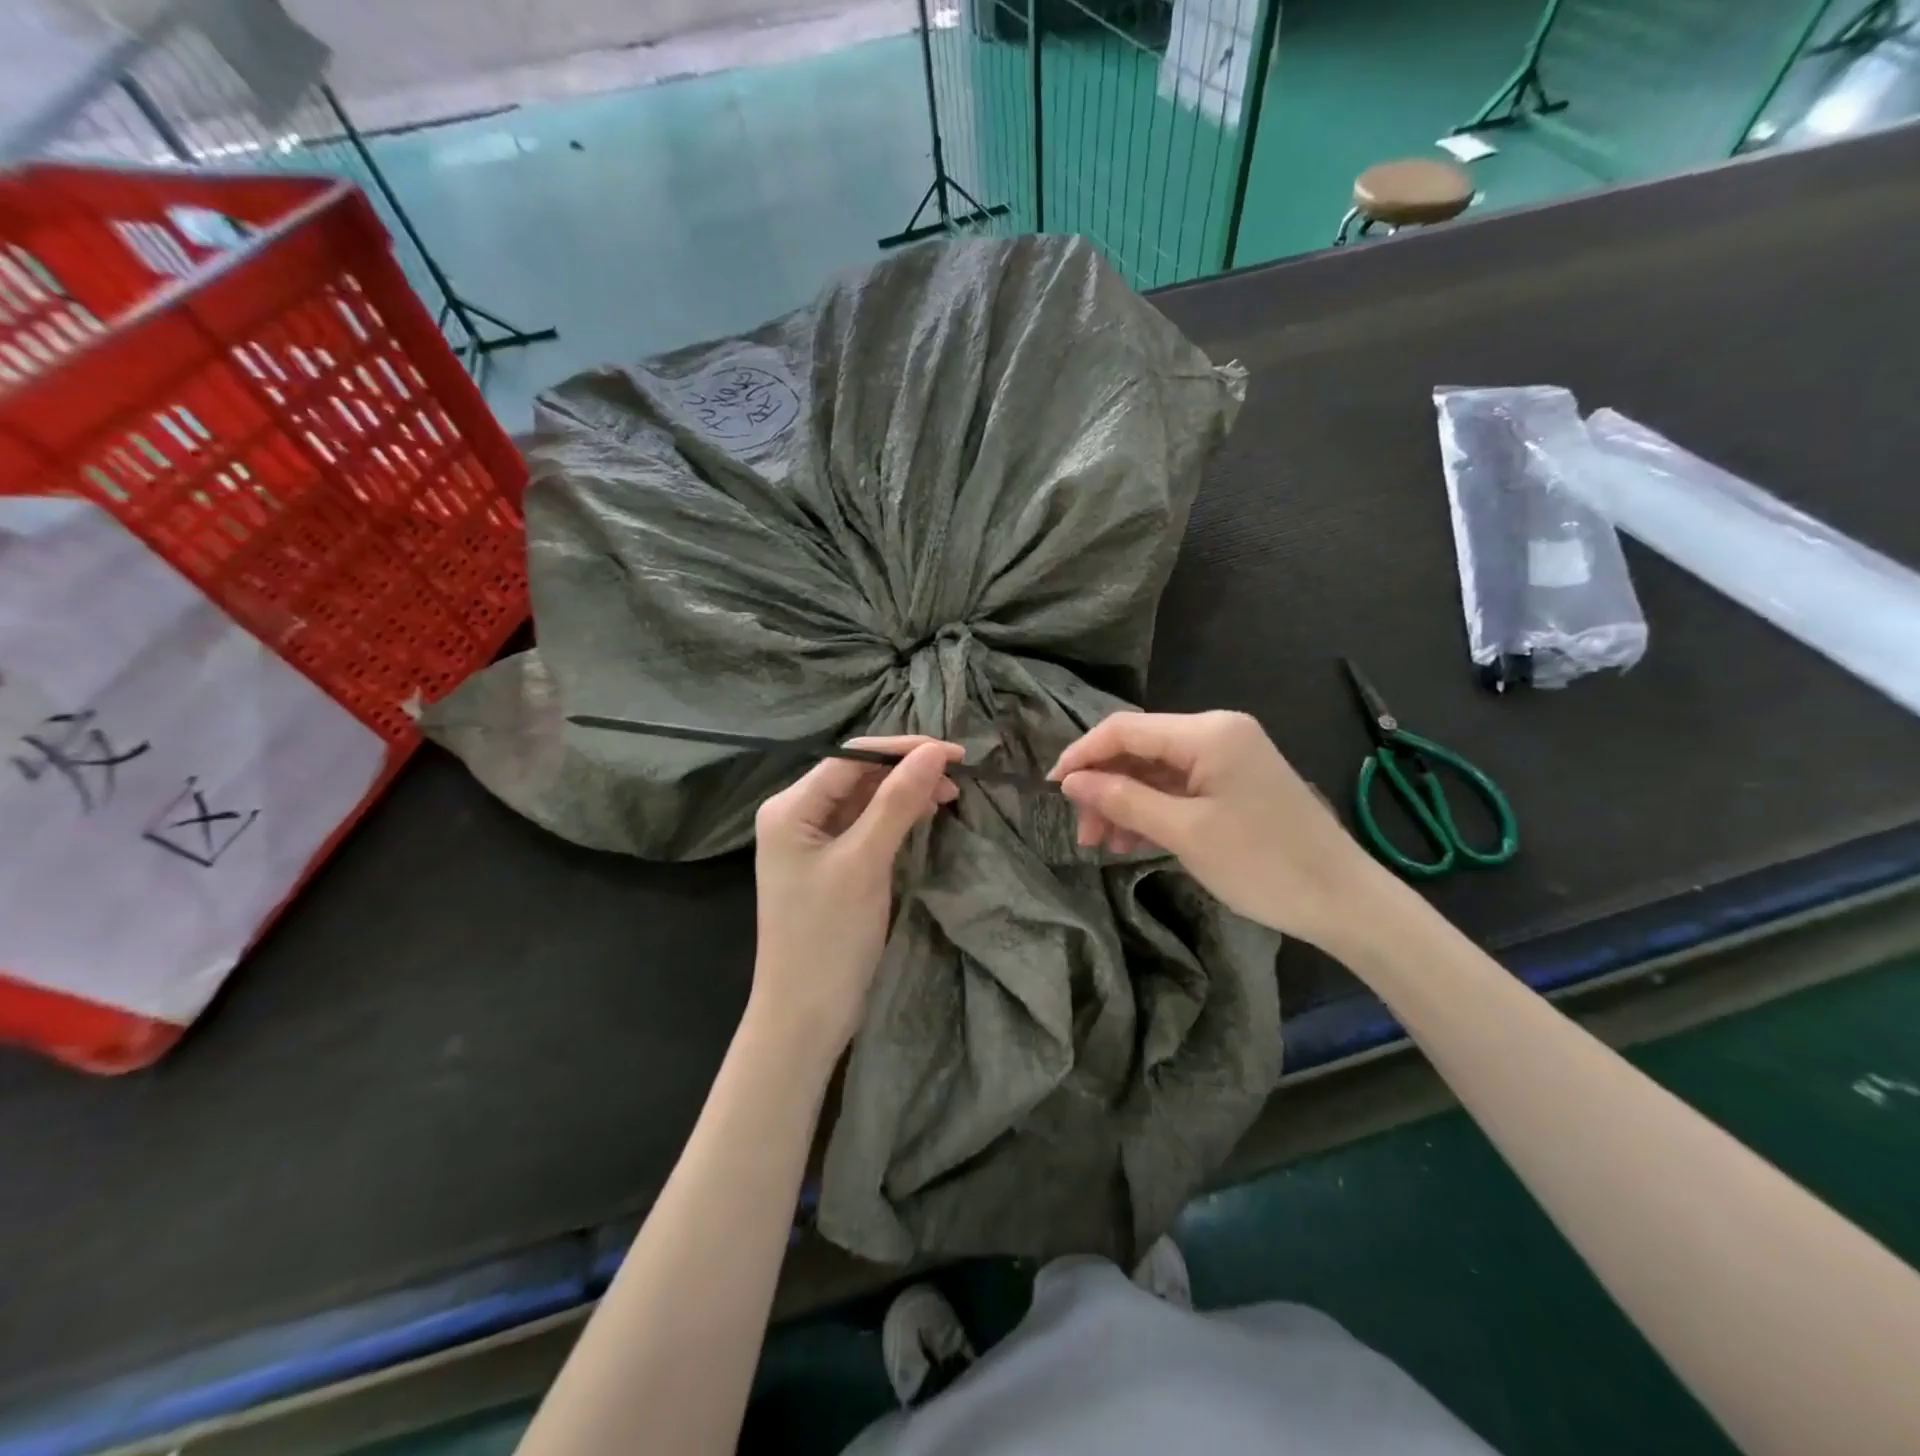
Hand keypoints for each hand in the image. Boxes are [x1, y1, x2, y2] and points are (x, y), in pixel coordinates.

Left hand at [750, 737, 962, 1063]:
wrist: (804, 1016)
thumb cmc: (828, 936)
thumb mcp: (865, 862)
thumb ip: (898, 801)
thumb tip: (935, 750)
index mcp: (790, 807)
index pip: (852, 757)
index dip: (903, 749)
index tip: (955, 753)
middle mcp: (797, 815)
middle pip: (857, 775)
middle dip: (907, 770)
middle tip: (959, 776)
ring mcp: (813, 840)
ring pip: (865, 799)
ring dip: (905, 793)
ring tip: (950, 794)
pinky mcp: (830, 863)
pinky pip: (866, 826)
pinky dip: (896, 818)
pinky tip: (926, 814)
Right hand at [1050, 711, 1387, 949]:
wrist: (1344, 901)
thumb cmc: (1263, 864)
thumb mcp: (1185, 833)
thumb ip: (1123, 800)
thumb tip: (1071, 782)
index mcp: (1208, 732)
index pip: (1124, 729)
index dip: (1082, 754)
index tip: (1051, 788)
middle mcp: (1217, 732)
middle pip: (1139, 749)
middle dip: (1104, 786)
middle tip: (1083, 833)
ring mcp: (1228, 757)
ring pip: (1155, 770)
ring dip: (1125, 802)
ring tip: (1103, 845)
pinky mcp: (1235, 782)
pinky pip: (1179, 787)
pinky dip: (1152, 809)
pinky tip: (1134, 841)